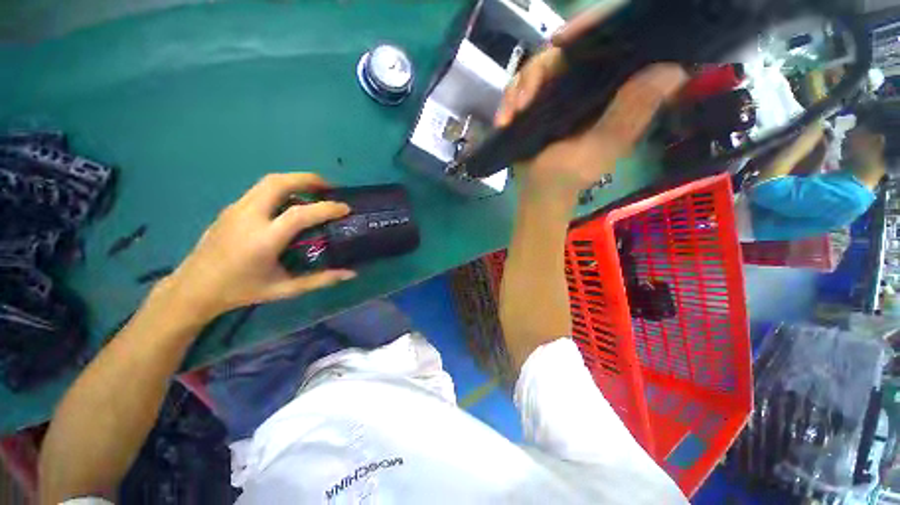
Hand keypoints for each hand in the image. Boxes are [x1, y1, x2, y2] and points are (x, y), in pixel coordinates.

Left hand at [161, 173, 355, 320]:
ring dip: (292, 180)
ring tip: (307, 191)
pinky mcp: (231, 206)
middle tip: (327, 187)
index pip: (301, 213)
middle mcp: (251, 215)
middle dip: (309, 178)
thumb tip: (348, 273)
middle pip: (282, 181)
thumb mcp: (280, 290)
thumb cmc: (240, 290)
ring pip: (269, 180)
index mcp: (264, 239)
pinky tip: (281, 206)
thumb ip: (316, 281)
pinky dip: (277, 189)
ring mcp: (238, 206)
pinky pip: (258, 190)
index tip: (344, 208)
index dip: (326, 207)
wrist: (199, 284)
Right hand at [494, 5, 686, 198]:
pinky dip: (509, 97)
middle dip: (539, 72)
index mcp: (615, 86)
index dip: (585, 33)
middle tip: (526, 98)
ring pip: (538, 64)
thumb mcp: (610, 139)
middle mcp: (592, 80)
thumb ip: (635, 106)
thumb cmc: (576, 170)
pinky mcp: (541, 93)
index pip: (606, 43)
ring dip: (520, 87)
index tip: (558, 43)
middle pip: (564, 50)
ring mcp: (564, 85)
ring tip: (515, 113)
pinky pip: (521, 80)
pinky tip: (506, 118)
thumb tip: (675, 71)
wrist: (540, 191)